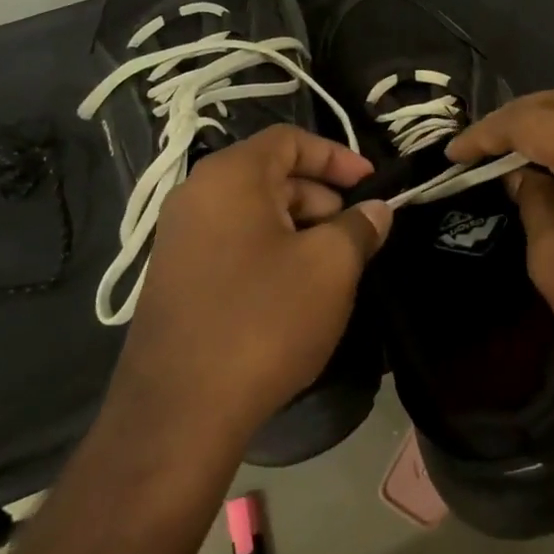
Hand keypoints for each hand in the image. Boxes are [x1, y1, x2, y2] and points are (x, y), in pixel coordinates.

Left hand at [102, 125, 391, 456]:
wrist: (178, 414)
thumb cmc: (263, 319)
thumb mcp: (330, 267)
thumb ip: (360, 227)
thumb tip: (376, 210)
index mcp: (229, 177)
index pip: (290, 140)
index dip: (337, 156)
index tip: (371, 185)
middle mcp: (196, 196)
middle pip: (272, 175)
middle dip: (322, 197)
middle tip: (355, 233)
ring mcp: (180, 240)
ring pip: (255, 213)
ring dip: (300, 228)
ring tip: (331, 268)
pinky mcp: (177, 279)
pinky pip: (235, 245)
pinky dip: (272, 252)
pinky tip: (295, 293)